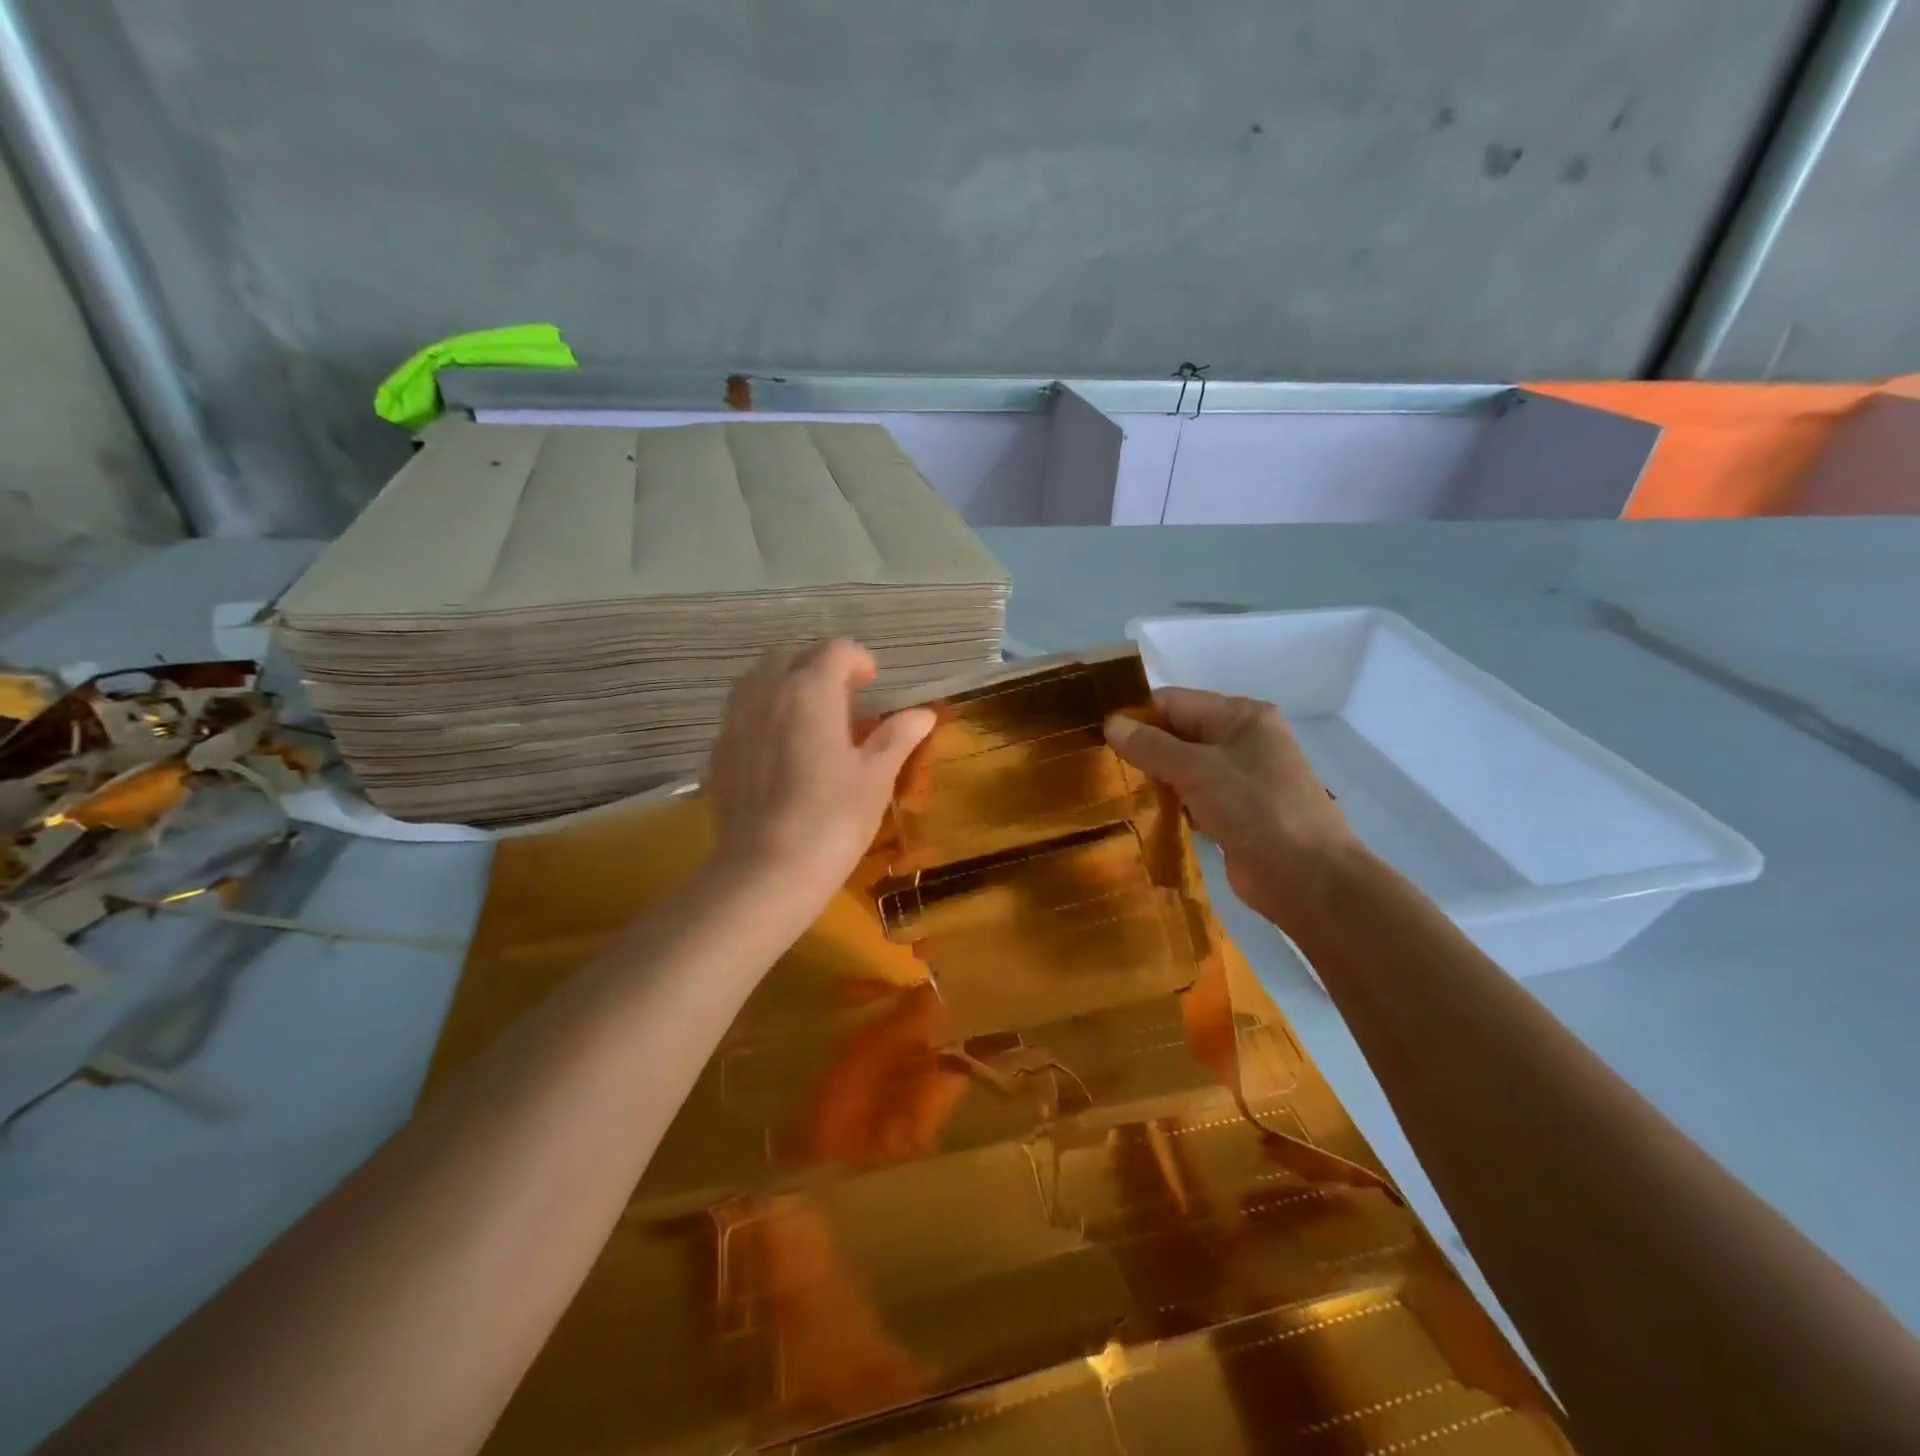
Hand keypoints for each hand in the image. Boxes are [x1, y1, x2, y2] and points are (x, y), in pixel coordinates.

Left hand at [706, 640, 935, 912]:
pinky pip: (743, 713)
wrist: (765, 872)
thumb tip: (923, 714)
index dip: (859, 661)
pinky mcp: (719, 751)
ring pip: (760, 680)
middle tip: (844, 703)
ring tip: (812, 722)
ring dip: (788, 686)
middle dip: (819, 668)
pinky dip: (765, 714)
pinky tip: (782, 752)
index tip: (873, 687)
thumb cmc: (832, 819)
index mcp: (809, 691)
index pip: (836, 650)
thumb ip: (897, 736)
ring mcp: (735, 720)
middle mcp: (766, 693)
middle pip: (791, 655)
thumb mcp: (876, 777)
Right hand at [1105, 687, 1357, 920]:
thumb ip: (1151, 746)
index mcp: (1241, 716)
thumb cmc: (1256, 809)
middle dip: (1142, 747)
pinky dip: (1170, 801)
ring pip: (1184, 766)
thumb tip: (1111, 723)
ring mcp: (1240, 778)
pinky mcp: (1235, 812)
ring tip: (1112, 787)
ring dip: (1154, 777)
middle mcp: (1242, 740)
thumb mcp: (1198, 769)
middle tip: (1100, 763)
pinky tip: (1143, 811)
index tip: (1097, 735)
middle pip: (1179, 732)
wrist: (1307, 878)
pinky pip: (1192, 796)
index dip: (1137, 715)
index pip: (1175, 702)